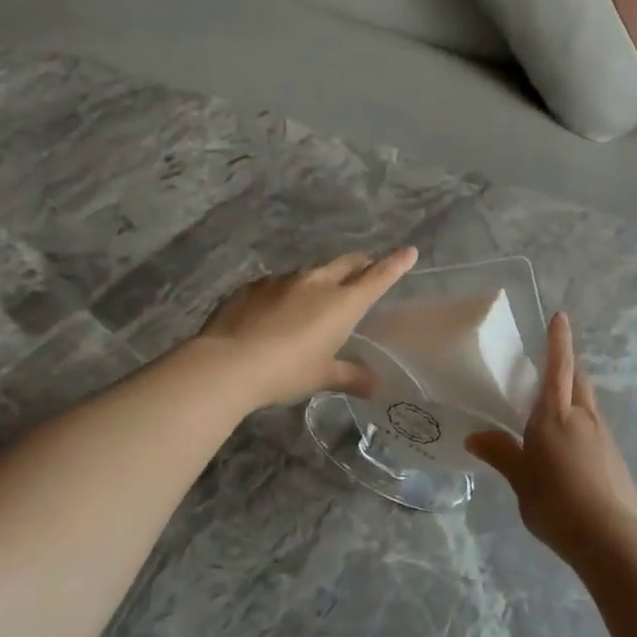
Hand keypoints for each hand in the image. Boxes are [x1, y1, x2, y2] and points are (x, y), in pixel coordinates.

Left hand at [198, 247, 417, 408]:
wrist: (227, 363)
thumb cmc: (286, 371)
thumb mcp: (321, 377)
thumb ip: (350, 376)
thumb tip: (374, 385)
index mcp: (342, 303)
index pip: (377, 277)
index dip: (395, 264)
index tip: (409, 251)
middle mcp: (317, 282)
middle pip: (346, 264)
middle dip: (359, 265)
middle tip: (364, 272)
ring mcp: (283, 280)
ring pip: (311, 273)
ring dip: (319, 283)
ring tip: (311, 305)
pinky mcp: (253, 286)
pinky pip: (278, 284)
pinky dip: (285, 294)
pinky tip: (274, 314)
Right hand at [466, 312, 636, 561]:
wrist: (607, 535)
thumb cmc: (555, 501)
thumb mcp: (520, 479)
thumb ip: (501, 453)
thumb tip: (475, 436)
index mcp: (555, 415)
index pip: (558, 367)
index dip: (558, 341)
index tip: (561, 317)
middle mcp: (583, 417)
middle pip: (578, 380)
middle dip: (568, 368)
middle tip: (552, 369)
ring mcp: (604, 436)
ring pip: (589, 405)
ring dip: (575, 400)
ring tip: (556, 417)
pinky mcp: (615, 457)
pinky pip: (596, 431)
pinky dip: (583, 429)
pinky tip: (572, 456)